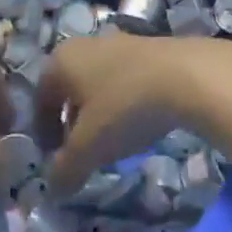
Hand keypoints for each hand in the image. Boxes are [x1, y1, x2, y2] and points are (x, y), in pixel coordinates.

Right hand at [35, 34, 231, 197]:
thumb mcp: (88, 148)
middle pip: (72, 89)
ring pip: (102, 83)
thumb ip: (66, 170)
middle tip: (83, 151)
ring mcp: (124, 42)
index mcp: (62, 61)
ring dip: (103, 112)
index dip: (44, 131)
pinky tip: (145, 123)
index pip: (40, 98)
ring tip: (117, 141)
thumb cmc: (125, 107)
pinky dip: (130, 102)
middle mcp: (88, 45)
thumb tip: (54, 189)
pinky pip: (130, 80)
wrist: (191, 76)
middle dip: (74, 121)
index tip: (54, 157)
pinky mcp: (156, 48)